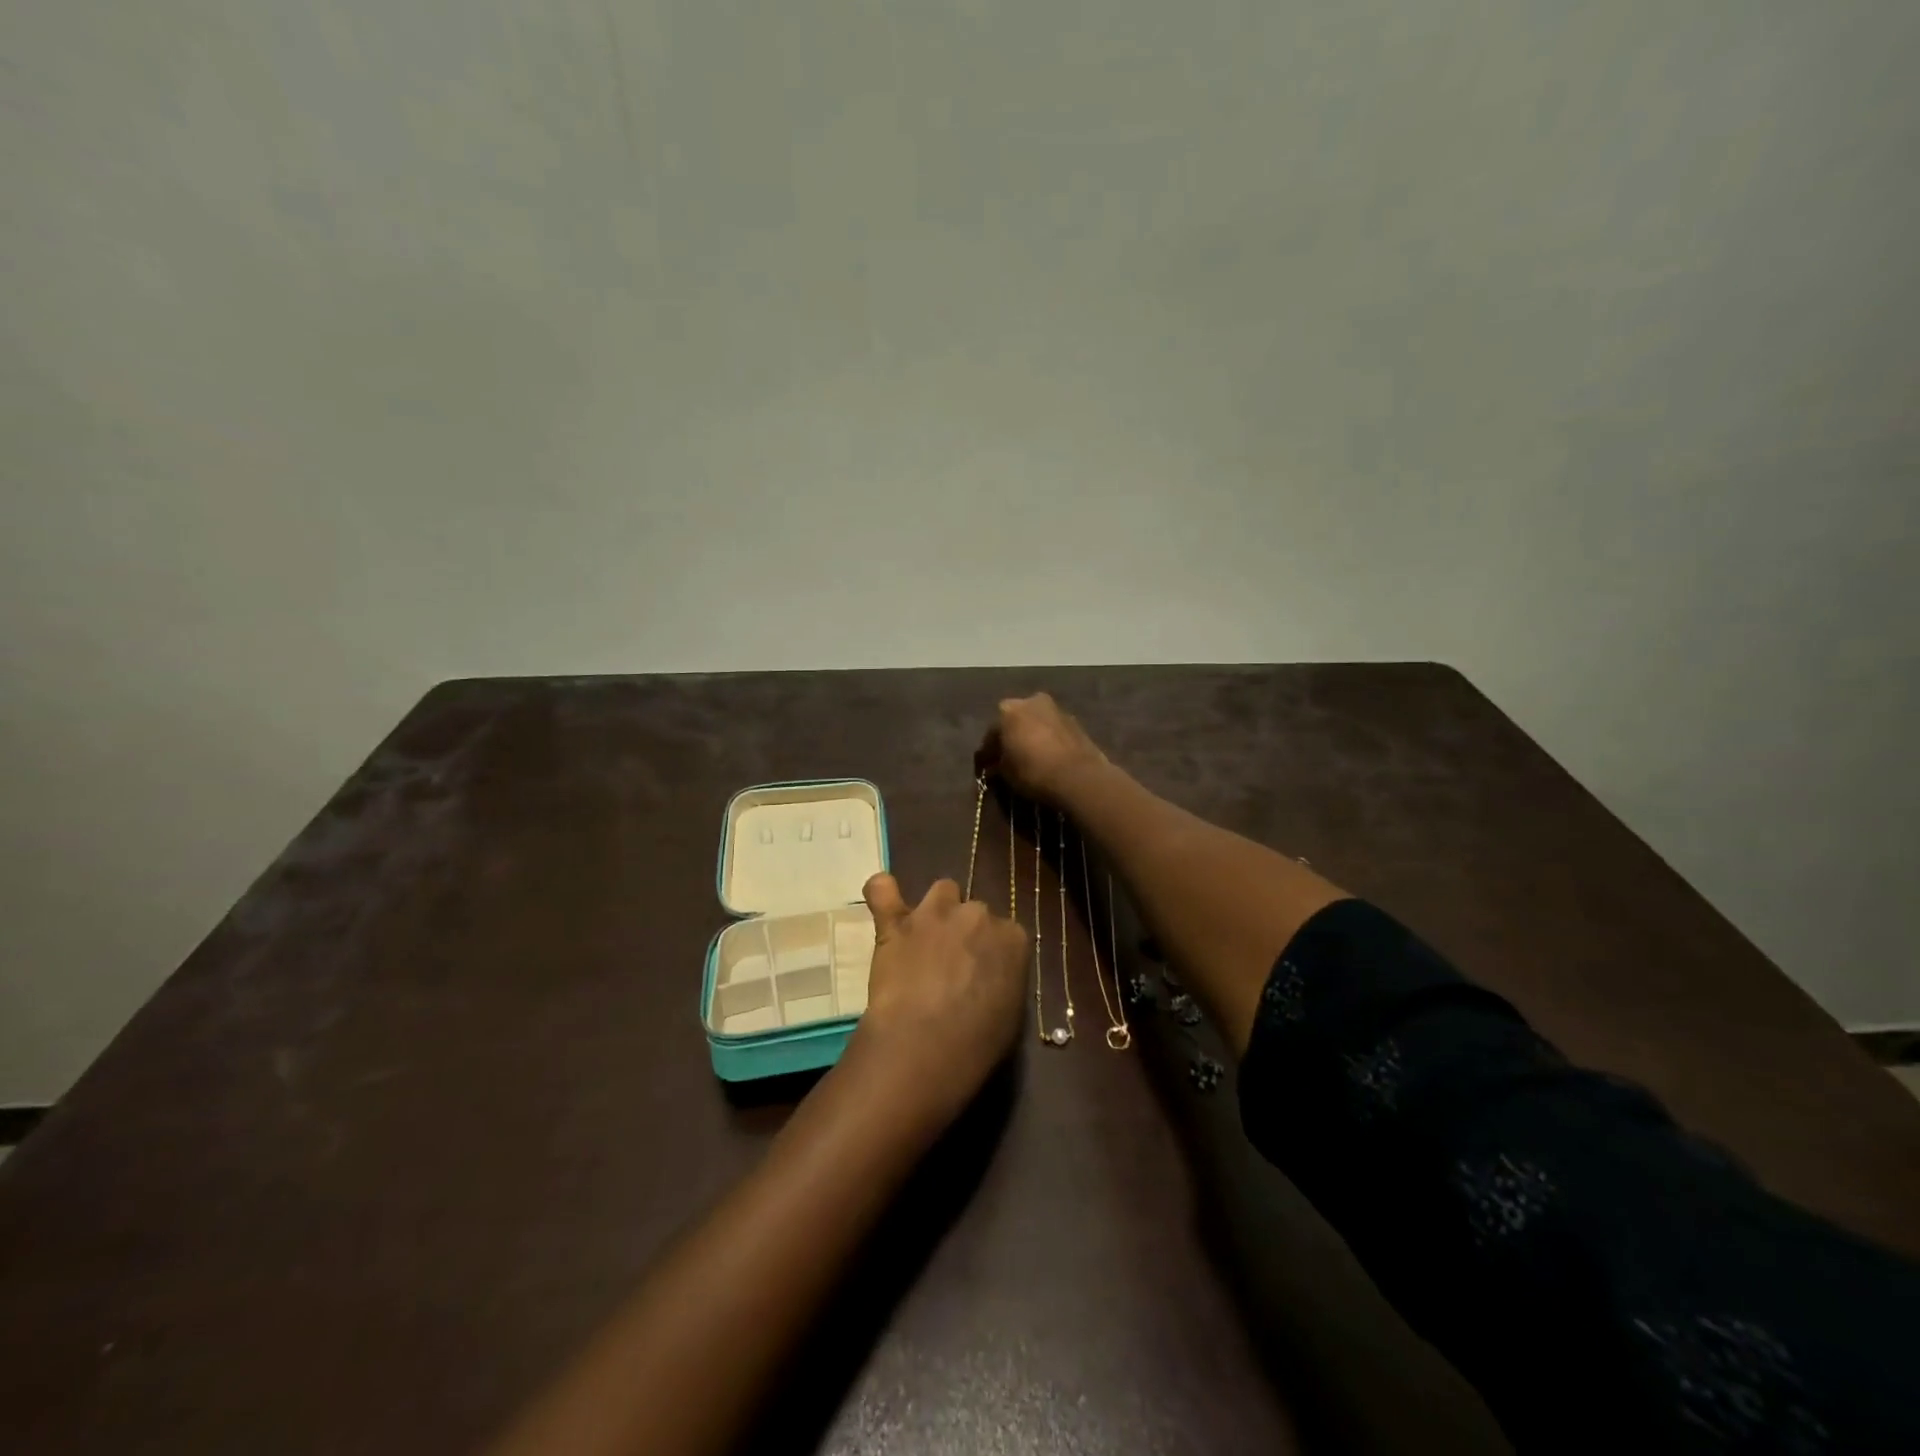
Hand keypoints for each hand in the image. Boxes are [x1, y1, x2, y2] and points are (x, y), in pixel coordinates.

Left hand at [846, 874, 1029, 1124]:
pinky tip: (882, 901)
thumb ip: (1003, 981)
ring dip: (935, 910)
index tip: (983, 973)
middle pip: (974, 910)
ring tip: (924, 939)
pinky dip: (881, 893)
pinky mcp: (896, 921)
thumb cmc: (977, 1044)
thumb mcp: (1010, 1015)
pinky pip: (883, 890)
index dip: (992, 952)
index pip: (1007, 933)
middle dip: (965, 931)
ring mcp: (934, 913)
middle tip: (951, 965)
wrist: (926, 1045)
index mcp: (1013, 938)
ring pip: (941, 891)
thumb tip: (989, 978)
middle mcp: (978, 914)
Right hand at [978, 693, 1108, 806]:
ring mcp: (1055, 708)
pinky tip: (1046, 756)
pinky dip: (1047, 739)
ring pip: (1035, 722)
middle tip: (1007, 758)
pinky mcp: (1075, 721)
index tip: (985, 769)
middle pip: (1014, 721)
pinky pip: (1052, 730)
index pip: (991, 734)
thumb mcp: (1006, 773)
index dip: (987, 754)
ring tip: (1029, 757)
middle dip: (1010, 737)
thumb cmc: (1033, 771)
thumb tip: (994, 765)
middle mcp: (1030, 701)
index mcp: (1007, 711)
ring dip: (1030, 736)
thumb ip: (997, 764)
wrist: (1079, 776)